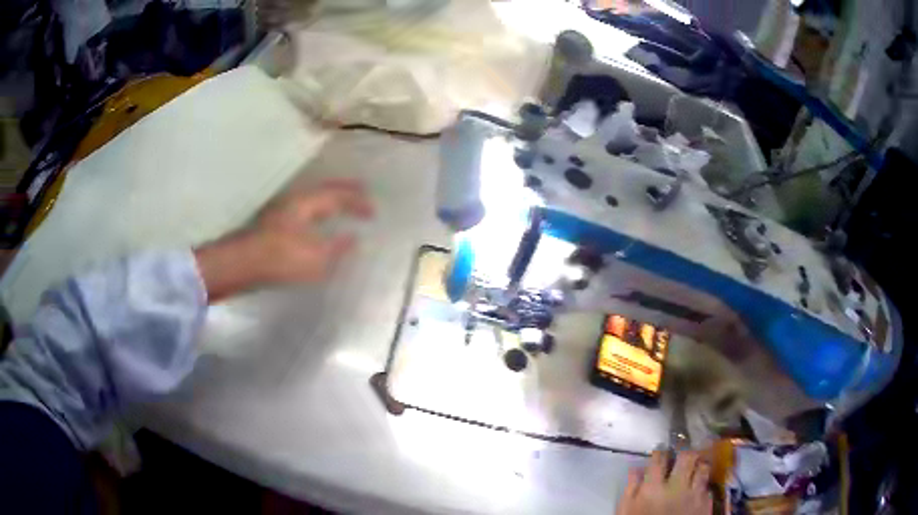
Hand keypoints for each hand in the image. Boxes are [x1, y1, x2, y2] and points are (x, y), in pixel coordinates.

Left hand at [195, 179, 372, 301]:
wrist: (241, 265)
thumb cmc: (281, 259)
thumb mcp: (316, 258)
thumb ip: (337, 248)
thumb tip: (352, 238)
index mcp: (307, 203)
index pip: (338, 196)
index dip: (357, 201)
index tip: (373, 211)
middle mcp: (294, 201)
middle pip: (324, 191)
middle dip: (344, 192)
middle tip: (361, 190)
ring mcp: (281, 211)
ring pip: (311, 200)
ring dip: (329, 201)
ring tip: (340, 205)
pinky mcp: (272, 225)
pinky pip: (304, 210)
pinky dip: (317, 212)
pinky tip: (315, 222)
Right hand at [616, 451, 712, 514]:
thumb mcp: (626, 511)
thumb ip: (631, 489)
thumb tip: (635, 468)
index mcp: (654, 487)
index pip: (659, 459)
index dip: (660, 451)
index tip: (661, 450)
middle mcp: (678, 486)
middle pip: (688, 457)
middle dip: (685, 451)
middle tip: (682, 453)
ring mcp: (695, 494)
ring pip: (703, 468)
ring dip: (699, 465)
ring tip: (695, 466)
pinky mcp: (705, 504)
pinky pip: (708, 487)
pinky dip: (703, 486)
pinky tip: (698, 489)